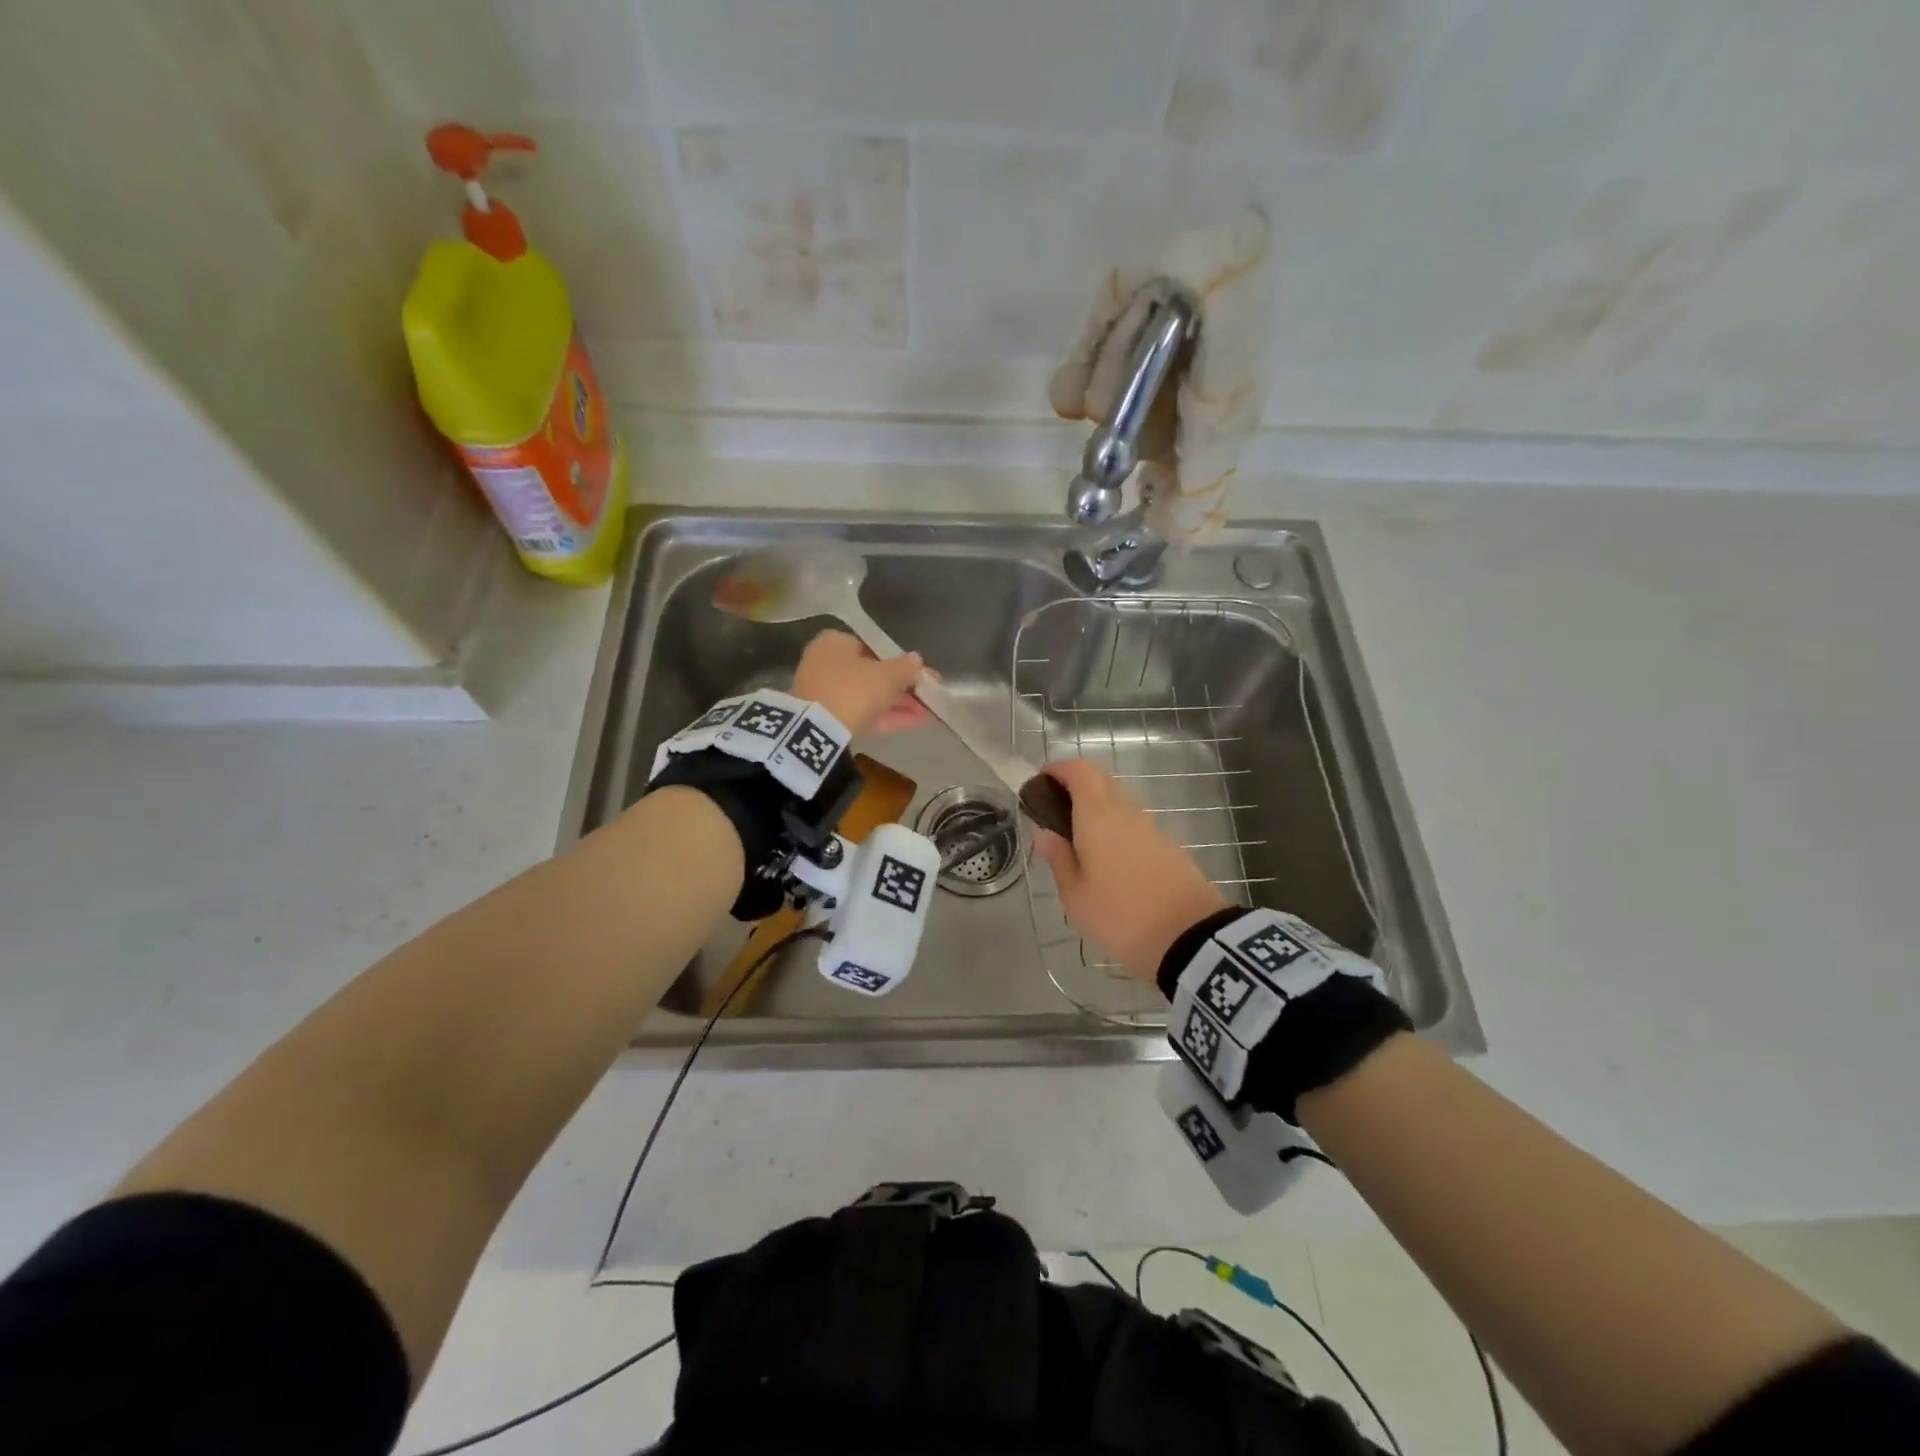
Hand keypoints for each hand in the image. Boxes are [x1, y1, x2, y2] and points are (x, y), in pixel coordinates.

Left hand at [791, 630, 927, 735]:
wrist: (817, 729)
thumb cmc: (854, 688)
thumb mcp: (887, 676)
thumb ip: (905, 667)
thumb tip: (917, 660)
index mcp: (835, 642)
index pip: (873, 648)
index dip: (901, 663)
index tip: (921, 675)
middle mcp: (825, 662)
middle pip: (871, 674)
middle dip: (901, 687)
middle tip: (927, 697)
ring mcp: (823, 692)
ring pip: (867, 695)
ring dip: (897, 703)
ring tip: (926, 713)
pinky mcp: (825, 719)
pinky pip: (860, 713)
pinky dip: (884, 716)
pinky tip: (913, 723)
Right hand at [1031, 759, 1227, 984]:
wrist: (1191, 939)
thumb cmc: (1121, 917)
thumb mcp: (1076, 897)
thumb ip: (1059, 859)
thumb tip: (1044, 832)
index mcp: (1098, 816)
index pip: (1079, 770)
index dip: (1058, 770)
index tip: (1040, 784)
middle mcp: (1126, 811)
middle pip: (1100, 781)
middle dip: (1075, 787)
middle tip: (1054, 814)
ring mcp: (1151, 827)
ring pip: (1119, 802)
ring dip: (1096, 809)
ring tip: (1078, 841)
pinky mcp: (1168, 846)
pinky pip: (1134, 823)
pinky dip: (1115, 827)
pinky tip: (1107, 859)